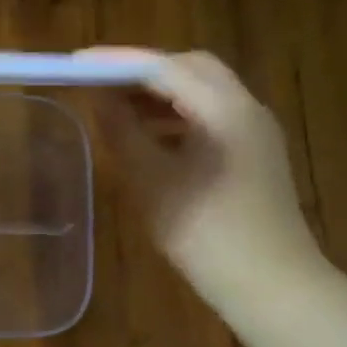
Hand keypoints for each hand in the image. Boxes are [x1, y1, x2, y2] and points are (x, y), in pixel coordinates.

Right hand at [83, 48, 328, 316]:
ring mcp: (253, 132)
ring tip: (113, 110)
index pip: (165, 67)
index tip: (76, 63)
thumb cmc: (206, 234)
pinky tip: (147, 140)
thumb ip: (124, 135)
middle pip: (190, 69)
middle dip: (141, 72)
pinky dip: (174, 118)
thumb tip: (99, 101)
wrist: (270, 284)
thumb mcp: (153, 183)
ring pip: (201, 94)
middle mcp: (245, 108)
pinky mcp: (252, 155)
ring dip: (157, 95)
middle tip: (97, 83)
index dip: (118, 62)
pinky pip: (208, 119)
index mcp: (225, 109)